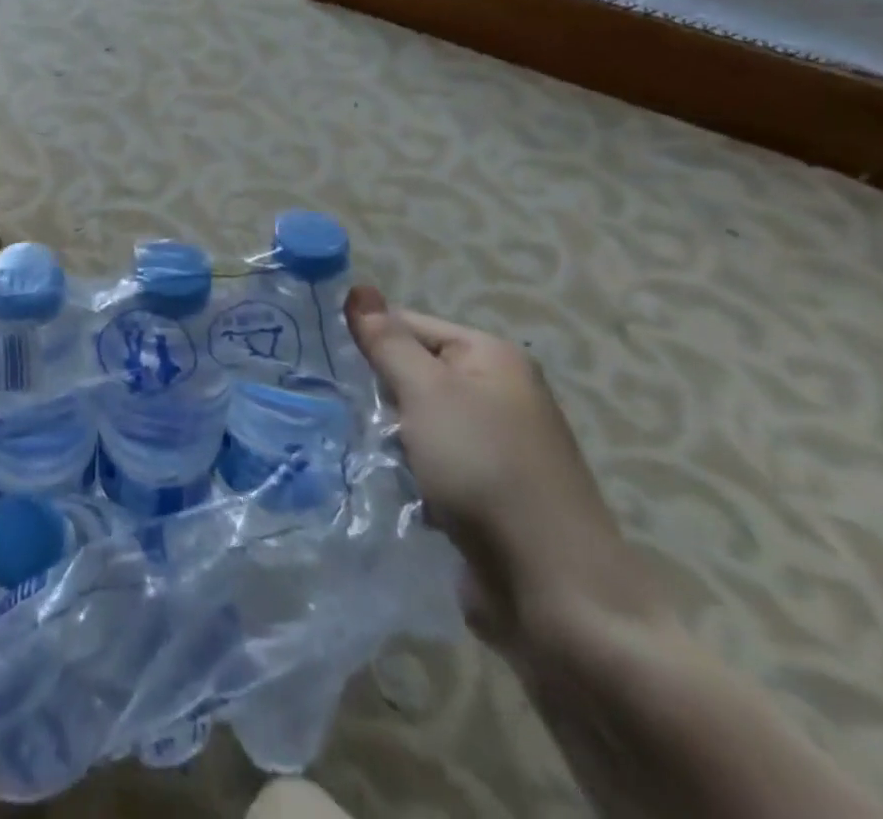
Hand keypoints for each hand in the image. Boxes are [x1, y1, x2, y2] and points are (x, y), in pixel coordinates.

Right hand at [344, 287, 664, 652]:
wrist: (554, 593)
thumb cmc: (486, 471)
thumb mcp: (427, 393)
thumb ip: (387, 341)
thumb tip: (358, 288)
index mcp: (491, 356)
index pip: (408, 324)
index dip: (368, 341)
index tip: (328, 365)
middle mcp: (497, 392)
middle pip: (412, 372)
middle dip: (377, 393)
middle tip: (341, 410)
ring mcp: (494, 445)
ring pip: (416, 421)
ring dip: (389, 437)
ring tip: (359, 450)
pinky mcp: (486, 491)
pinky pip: (430, 462)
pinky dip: (409, 471)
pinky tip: (388, 485)